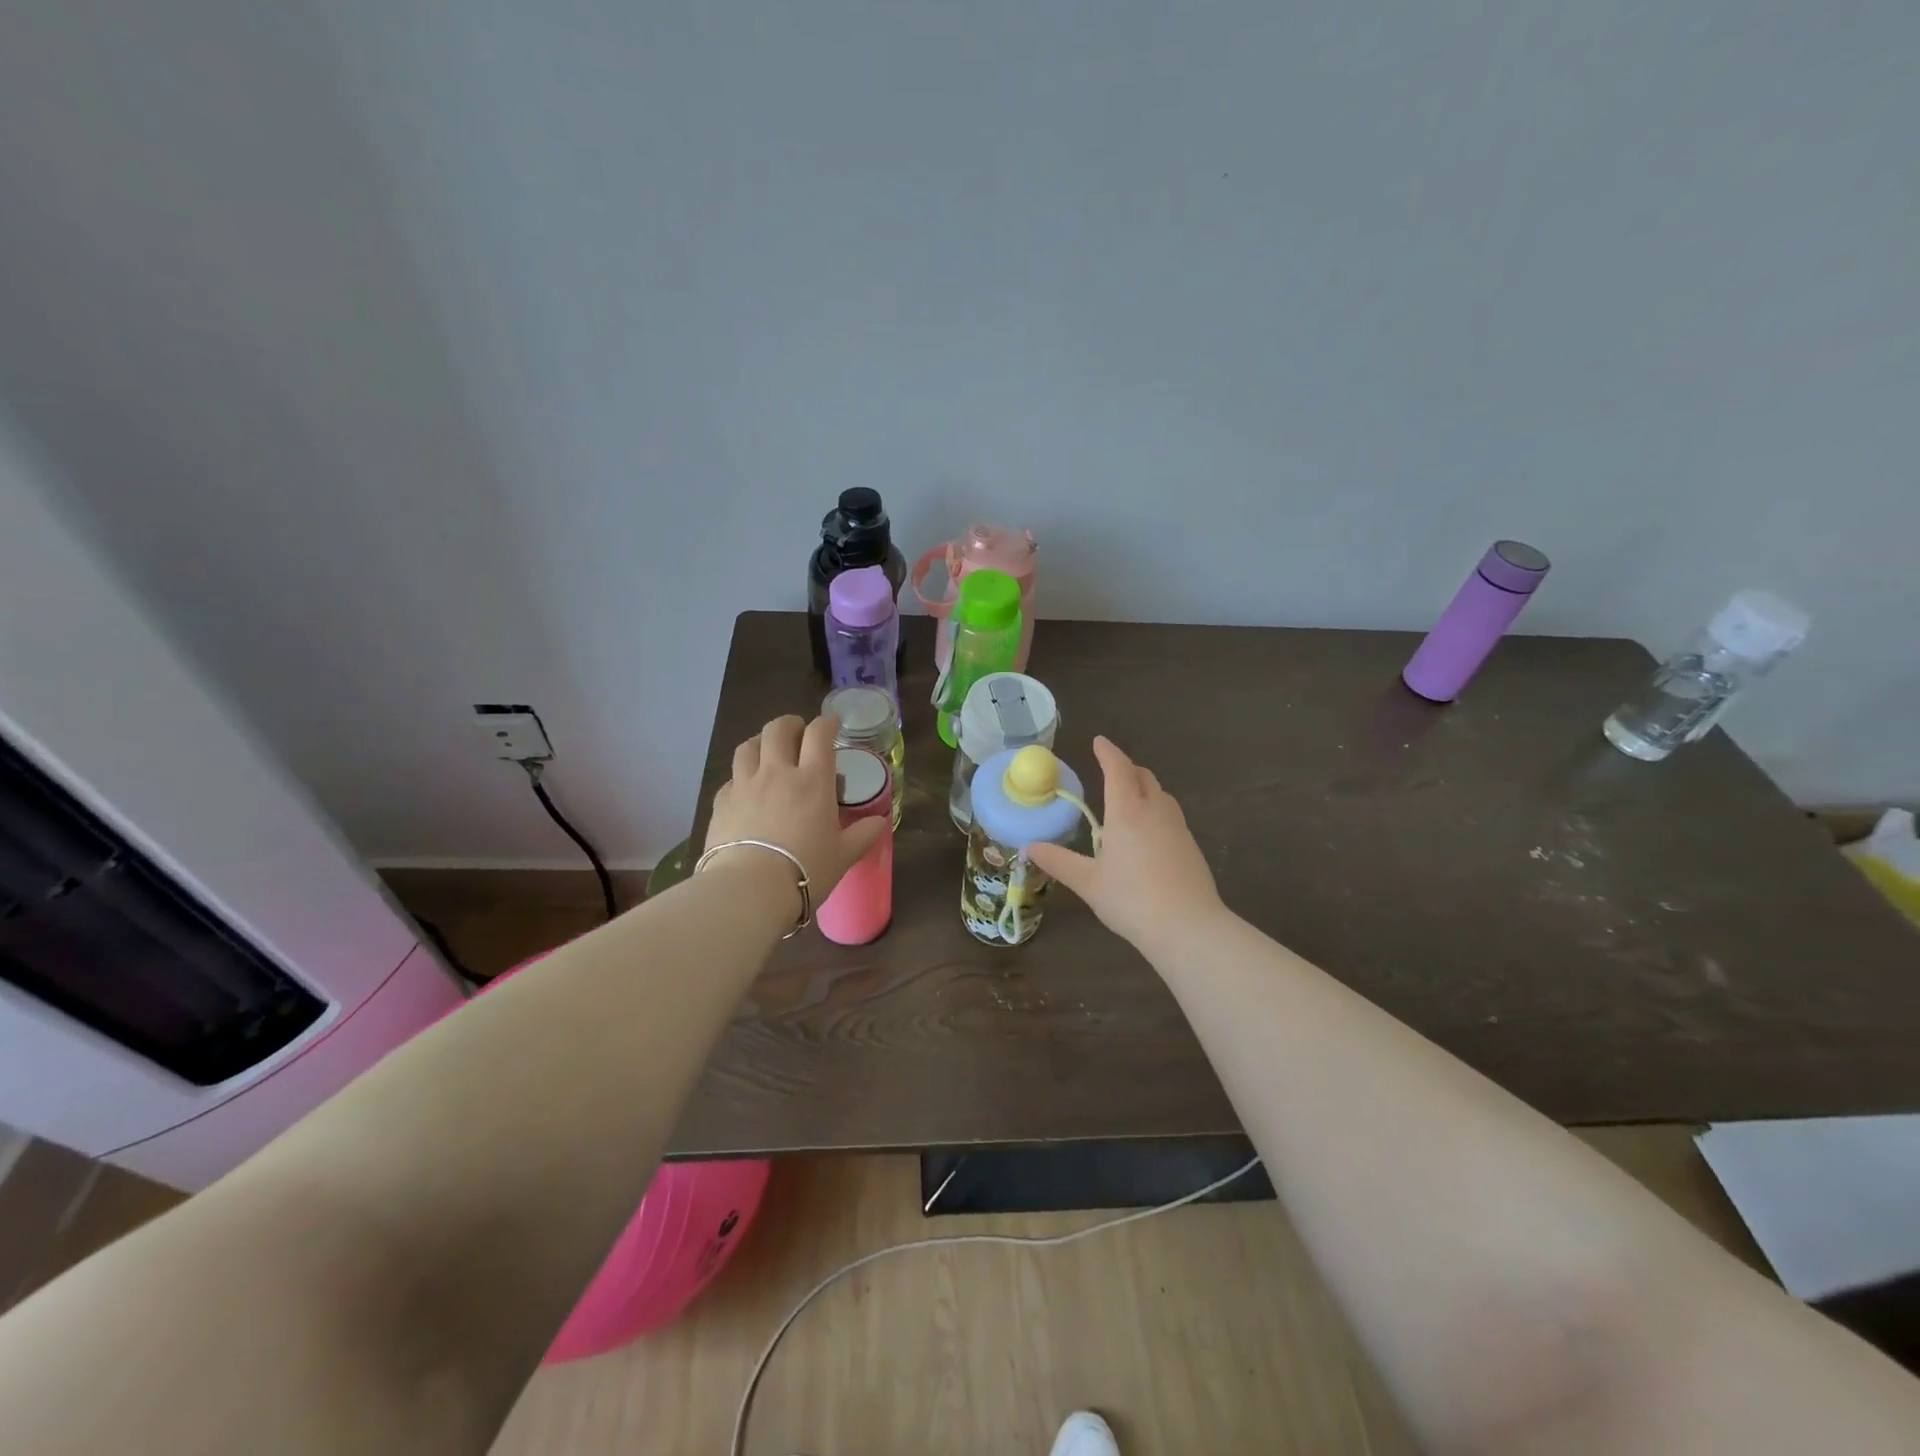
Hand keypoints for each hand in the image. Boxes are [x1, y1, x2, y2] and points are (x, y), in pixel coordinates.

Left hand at [704, 715, 885, 906]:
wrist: (750, 889)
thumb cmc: (806, 869)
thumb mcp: (844, 855)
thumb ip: (863, 834)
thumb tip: (879, 822)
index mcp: (813, 780)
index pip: (818, 735)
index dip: (826, 724)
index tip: (831, 725)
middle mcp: (777, 773)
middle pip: (778, 730)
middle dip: (789, 724)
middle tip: (797, 732)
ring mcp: (745, 785)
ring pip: (748, 746)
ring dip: (760, 742)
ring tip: (767, 751)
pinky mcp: (721, 803)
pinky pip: (731, 778)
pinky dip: (741, 776)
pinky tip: (745, 788)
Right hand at [1026, 736, 1225, 952]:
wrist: (1188, 927)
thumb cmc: (1131, 900)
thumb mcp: (1088, 883)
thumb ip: (1058, 861)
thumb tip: (1028, 847)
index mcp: (1126, 813)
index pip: (1117, 770)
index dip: (1108, 752)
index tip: (1099, 741)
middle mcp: (1155, 812)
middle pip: (1143, 777)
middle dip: (1127, 768)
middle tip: (1111, 770)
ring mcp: (1178, 828)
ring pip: (1161, 795)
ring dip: (1145, 788)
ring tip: (1130, 799)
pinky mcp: (1191, 846)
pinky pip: (1171, 815)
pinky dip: (1157, 810)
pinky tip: (1149, 834)